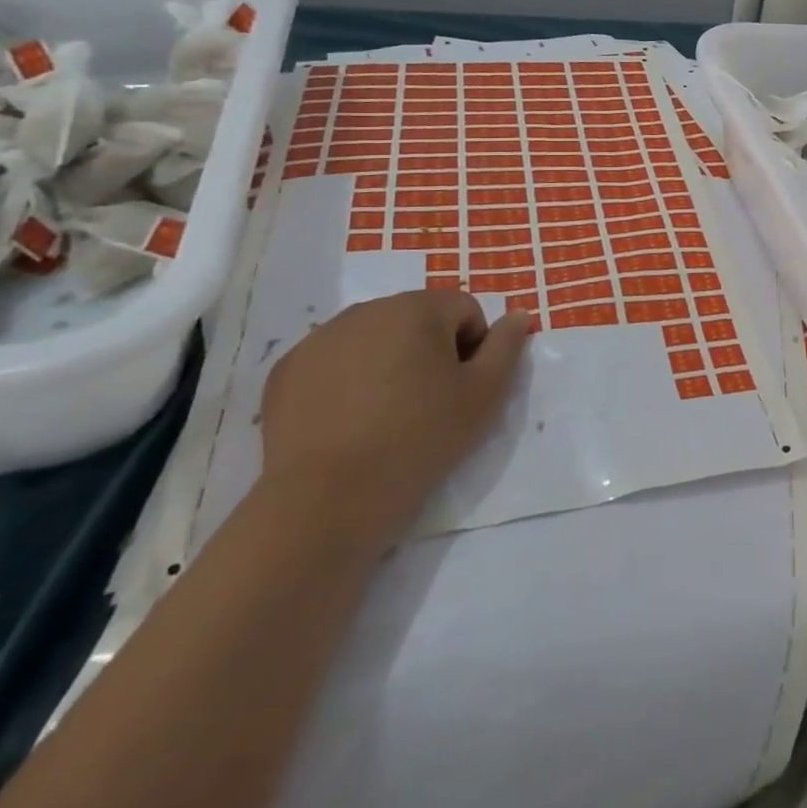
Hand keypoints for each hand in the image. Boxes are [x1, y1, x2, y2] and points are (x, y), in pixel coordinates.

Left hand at [259, 290, 531, 546]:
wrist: (328, 499)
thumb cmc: (420, 438)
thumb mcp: (484, 395)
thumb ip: (507, 346)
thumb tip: (519, 314)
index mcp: (417, 308)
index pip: (464, 311)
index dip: (473, 350)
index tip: (462, 391)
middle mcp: (367, 310)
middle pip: (417, 320)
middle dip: (429, 352)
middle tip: (428, 404)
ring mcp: (320, 338)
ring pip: (374, 339)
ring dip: (389, 363)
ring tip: (387, 416)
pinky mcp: (287, 371)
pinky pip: (333, 363)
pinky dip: (347, 382)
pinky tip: (348, 423)